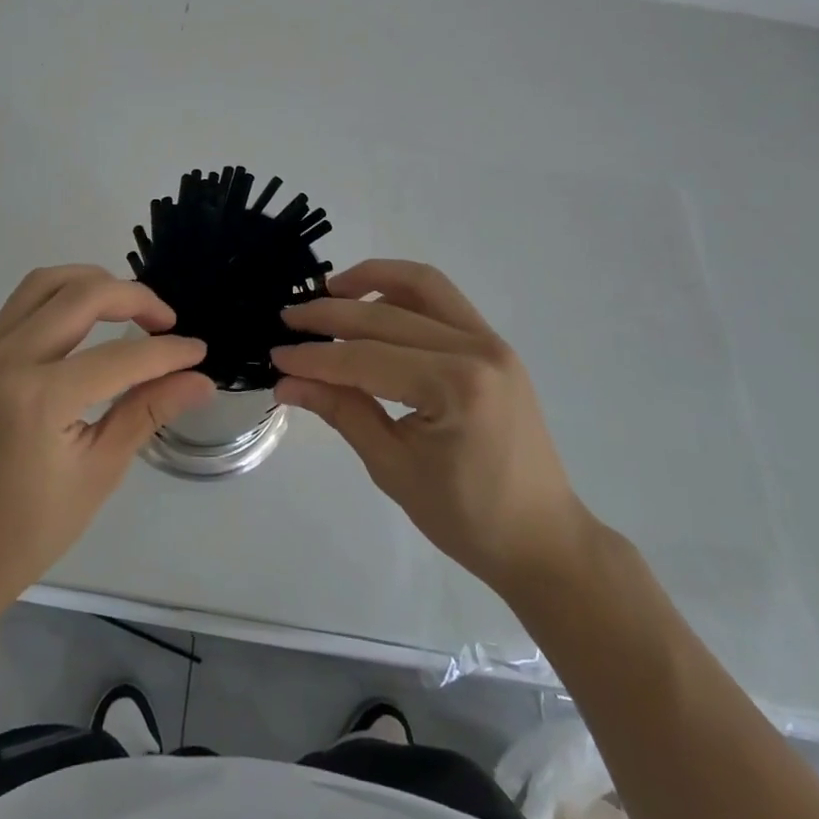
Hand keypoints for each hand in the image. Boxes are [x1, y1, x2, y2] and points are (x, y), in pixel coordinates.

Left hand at [0, 266, 214, 611]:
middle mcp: (7, 360)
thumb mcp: (100, 471)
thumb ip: (148, 411)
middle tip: (167, 321)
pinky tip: (88, 319)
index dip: (167, 352)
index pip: (119, 357)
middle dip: (133, 298)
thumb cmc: (31, 529)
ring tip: (129, 307)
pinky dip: (62, 296)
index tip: (199, 351)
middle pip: (80, 296)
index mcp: (39, 398)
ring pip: (45, 283)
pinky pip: (23, 302)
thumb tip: (200, 379)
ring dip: (93, 283)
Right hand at [272, 259, 586, 599]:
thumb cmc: (467, 518)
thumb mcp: (393, 468)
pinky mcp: (494, 344)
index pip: (366, 358)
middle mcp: (476, 349)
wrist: (543, 539)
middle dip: (331, 314)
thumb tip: (286, 382)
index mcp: (455, 387)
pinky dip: (402, 292)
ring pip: (421, 284)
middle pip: (386, 315)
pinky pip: (442, 300)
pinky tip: (372, 305)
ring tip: (330, 291)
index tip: (275, 354)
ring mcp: (491, 341)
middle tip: (288, 320)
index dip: (315, 357)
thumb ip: (341, 412)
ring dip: (371, 279)